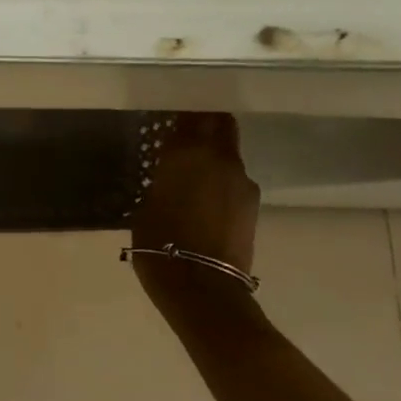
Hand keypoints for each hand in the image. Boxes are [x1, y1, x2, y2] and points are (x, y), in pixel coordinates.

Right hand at [128, 113, 260, 307]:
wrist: (201, 286)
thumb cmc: (158, 243)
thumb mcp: (147, 204)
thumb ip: (164, 178)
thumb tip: (171, 172)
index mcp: (186, 153)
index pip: (191, 116)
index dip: (183, 115)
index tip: (171, 117)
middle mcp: (219, 157)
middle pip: (220, 125)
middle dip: (206, 126)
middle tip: (187, 135)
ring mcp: (242, 180)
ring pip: (228, 154)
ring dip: (214, 157)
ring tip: (193, 176)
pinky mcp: (253, 203)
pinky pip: (233, 180)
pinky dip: (221, 182)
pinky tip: (205, 201)